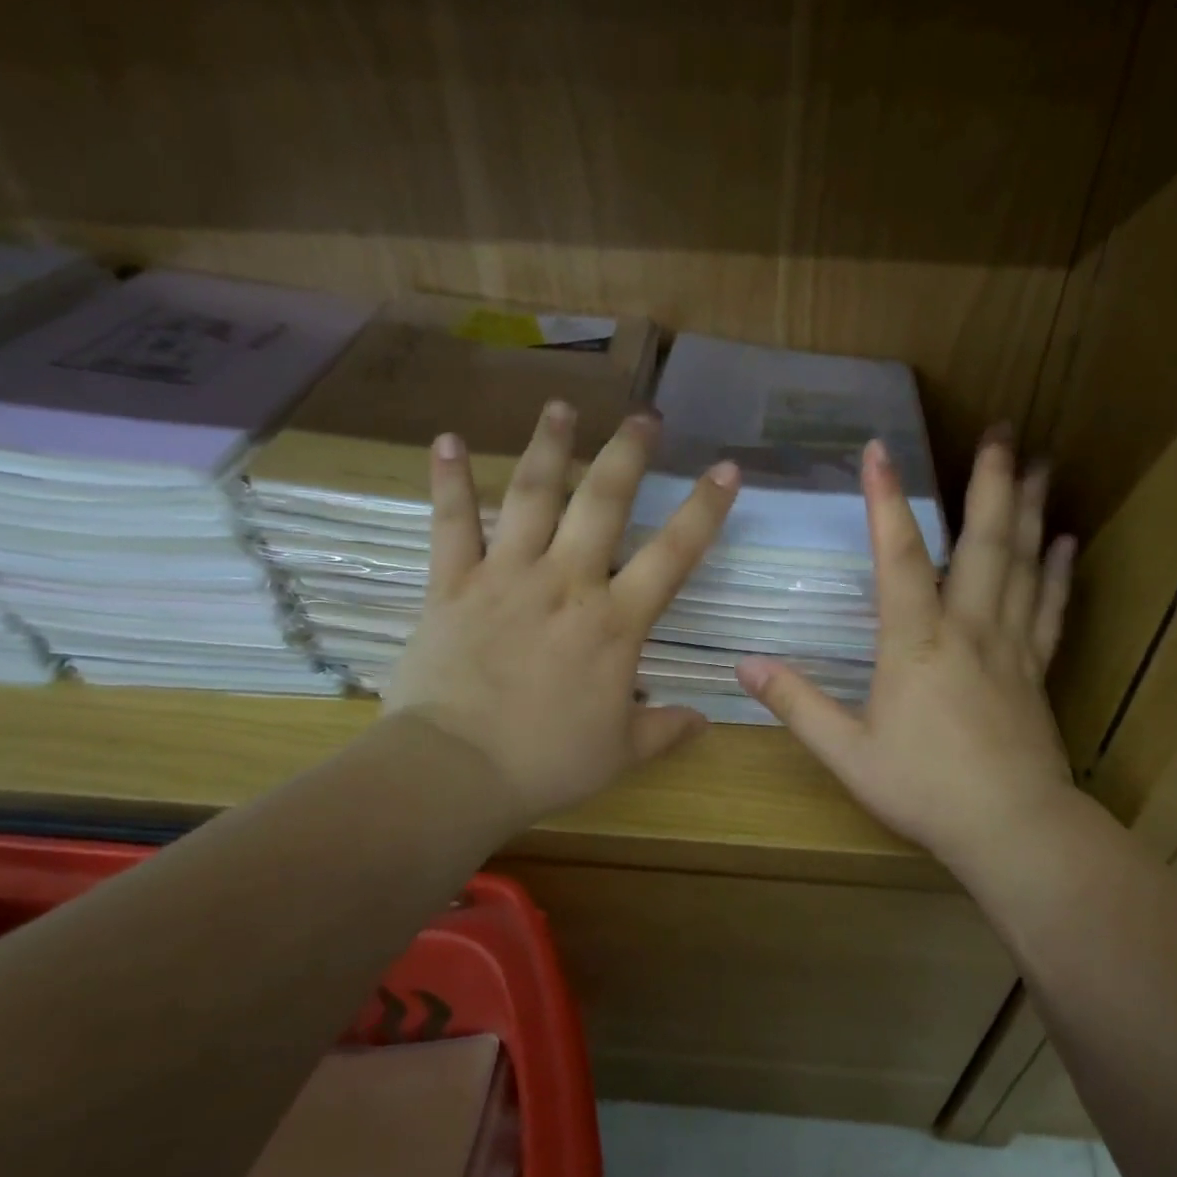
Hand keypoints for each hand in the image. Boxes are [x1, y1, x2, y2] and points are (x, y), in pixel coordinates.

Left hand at [384, 401, 738, 825]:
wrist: (456, 770)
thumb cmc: (547, 762)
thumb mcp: (621, 754)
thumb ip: (665, 730)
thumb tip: (703, 722)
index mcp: (614, 622)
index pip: (673, 553)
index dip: (705, 508)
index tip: (726, 468)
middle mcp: (566, 582)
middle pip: (602, 502)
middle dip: (627, 454)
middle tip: (644, 418)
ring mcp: (506, 576)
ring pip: (531, 496)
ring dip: (549, 447)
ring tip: (561, 407)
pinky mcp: (453, 585)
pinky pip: (451, 524)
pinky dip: (450, 481)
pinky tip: (449, 440)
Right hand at [737, 433, 1077, 885]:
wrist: (1010, 827)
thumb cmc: (923, 789)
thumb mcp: (847, 752)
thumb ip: (797, 705)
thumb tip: (745, 666)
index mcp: (916, 643)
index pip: (900, 557)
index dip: (886, 501)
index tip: (879, 448)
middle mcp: (968, 629)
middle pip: (983, 543)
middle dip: (990, 482)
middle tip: (1002, 430)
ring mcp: (1010, 646)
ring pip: (1023, 565)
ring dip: (1028, 511)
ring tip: (1039, 462)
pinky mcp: (1036, 669)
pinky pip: (1048, 609)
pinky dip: (1057, 572)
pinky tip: (1065, 540)